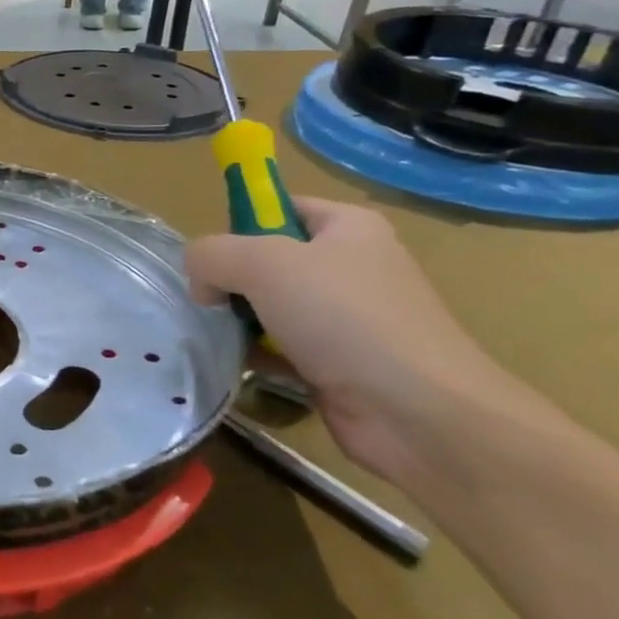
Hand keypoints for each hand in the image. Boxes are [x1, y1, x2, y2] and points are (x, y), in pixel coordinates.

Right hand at [187, 198, 520, 485]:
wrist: (418, 412)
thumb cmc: (343, 318)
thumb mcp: (262, 263)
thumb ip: (212, 255)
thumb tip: (200, 280)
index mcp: (348, 228)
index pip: (279, 206)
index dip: (239, 224)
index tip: (212, 257)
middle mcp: (350, 267)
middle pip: (268, 259)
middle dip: (231, 279)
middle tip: (209, 300)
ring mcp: (347, 319)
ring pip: (270, 307)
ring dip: (238, 320)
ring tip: (216, 334)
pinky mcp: (338, 363)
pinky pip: (281, 348)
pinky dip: (256, 355)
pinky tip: (236, 363)